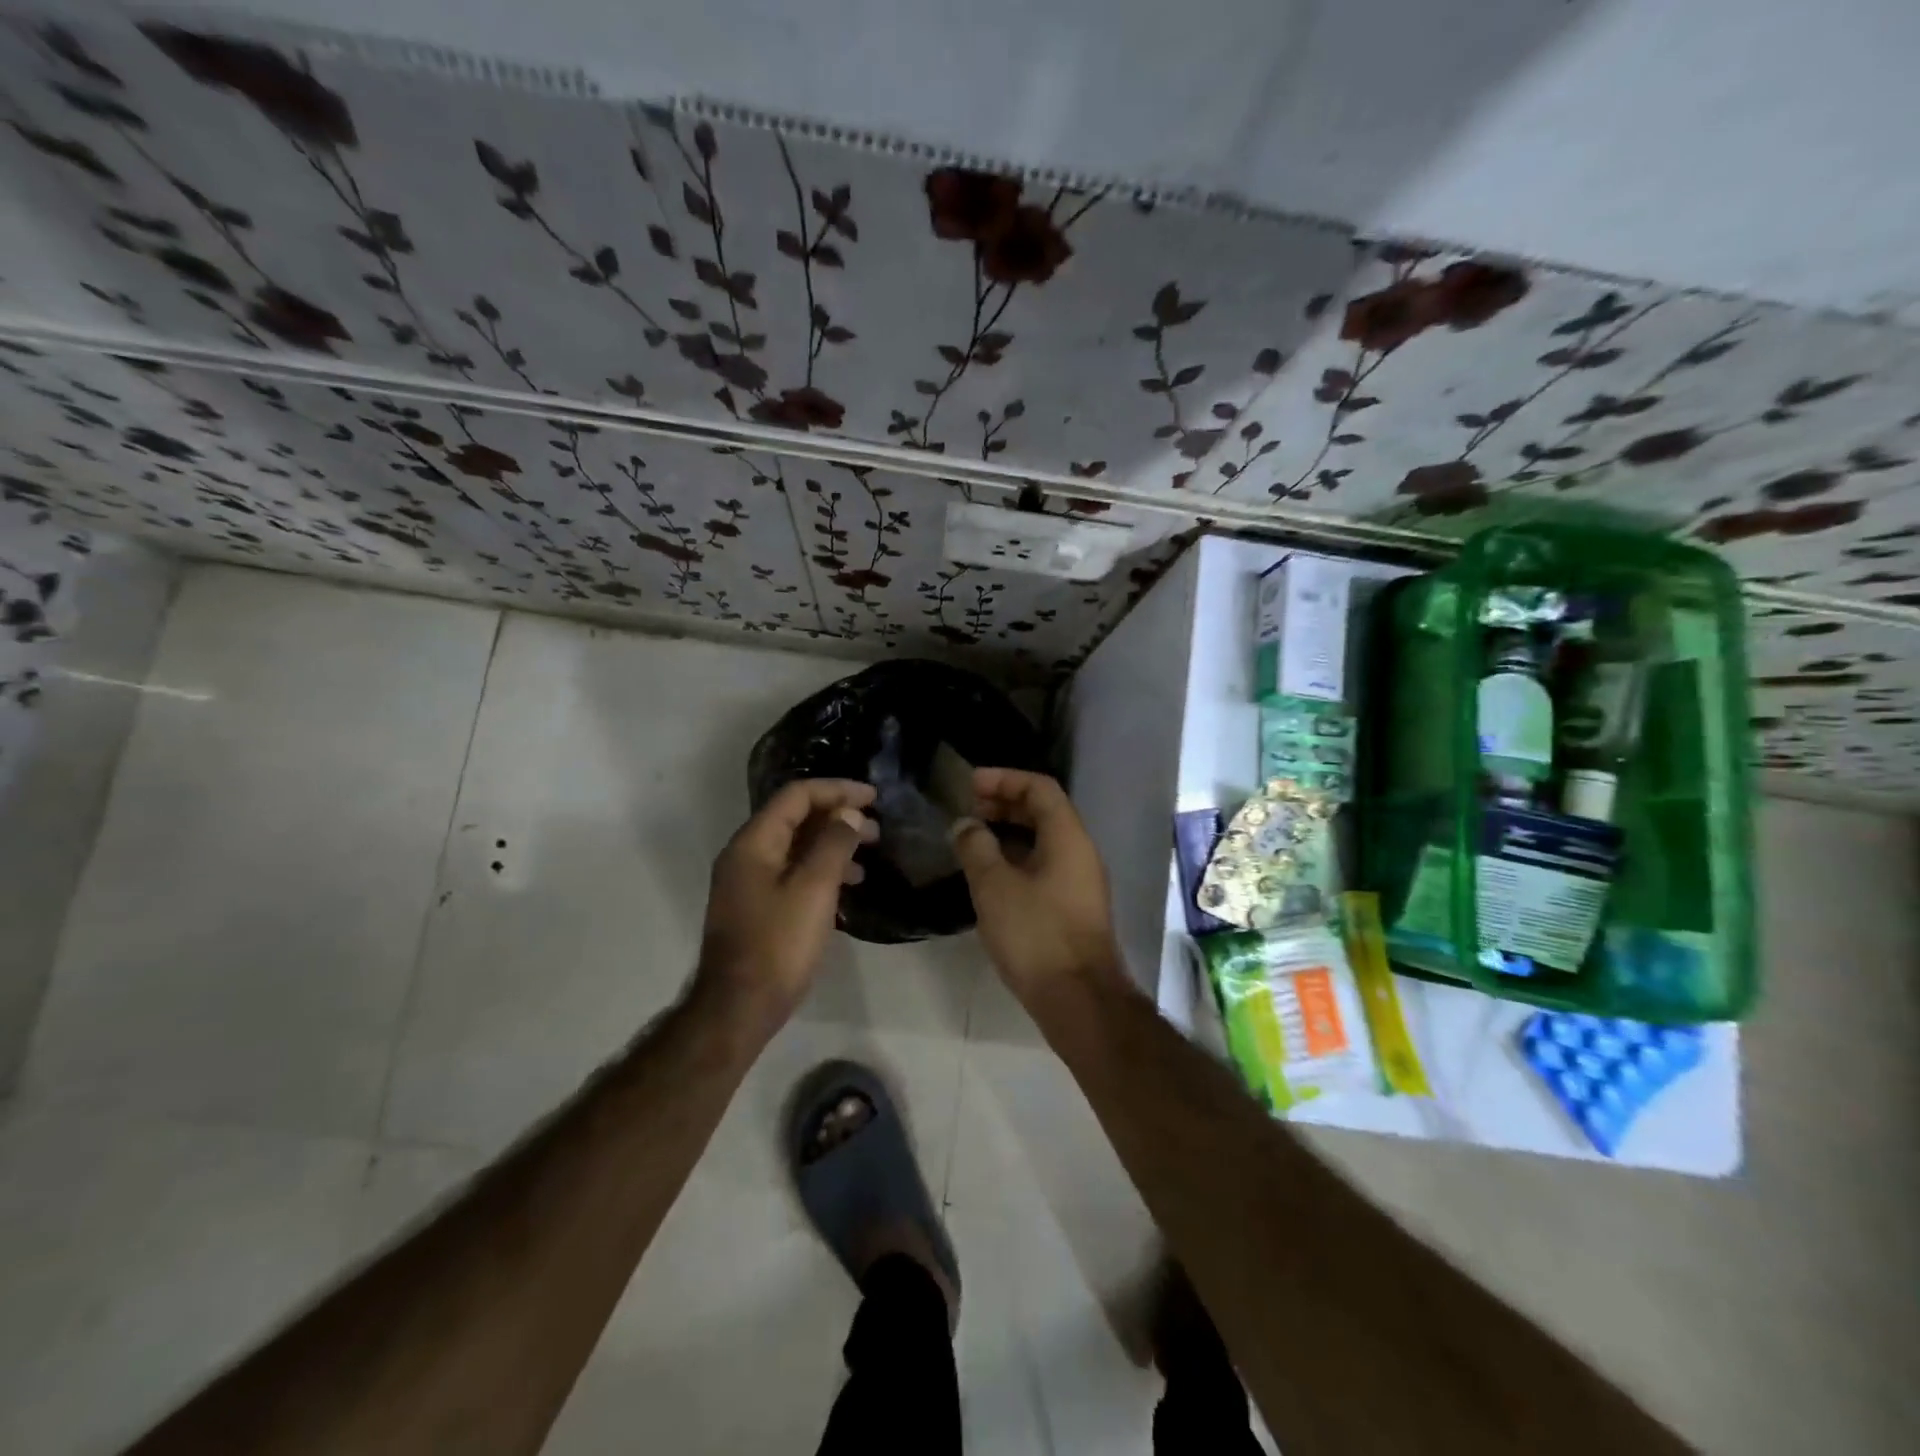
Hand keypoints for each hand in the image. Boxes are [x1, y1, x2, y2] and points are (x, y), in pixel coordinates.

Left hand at [695, 778, 877, 1037]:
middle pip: (795, 817)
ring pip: (796, 846)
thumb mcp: (814, 890)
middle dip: (837, 815)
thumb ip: (833, 844)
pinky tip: (847, 884)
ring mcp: (749, 882)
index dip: (837, 790)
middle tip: (875, 828)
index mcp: (754, 843)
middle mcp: (746, 855)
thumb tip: (848, 813)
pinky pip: (793, 871)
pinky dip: (821, 868)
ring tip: (868, 853)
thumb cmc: (778, 944)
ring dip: (832, 842)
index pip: (797, 795)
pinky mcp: (758, 906)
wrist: (739, 1008)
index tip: (873, 796)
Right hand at [951, 768, 1124, 1006]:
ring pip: (1043, 841)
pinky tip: (988, 876)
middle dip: (1004, 804)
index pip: (1040, 788)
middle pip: (1043, 812)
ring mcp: (1079, 882)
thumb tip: (965, 825)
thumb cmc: (1036, 934)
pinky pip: (1043, 867)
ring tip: (971, 840)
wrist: (1079, 1000)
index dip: (1004, 779)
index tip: (969, 785)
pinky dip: (1016, 860)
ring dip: (1008, 834)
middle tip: (967, 810)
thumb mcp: (995, 886)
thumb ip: (976, 847)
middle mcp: (1080, 852)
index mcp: (1068, 837)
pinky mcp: (1072, 908)